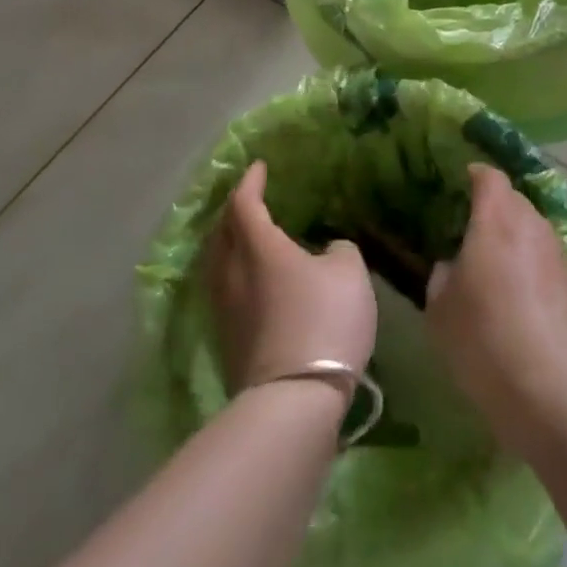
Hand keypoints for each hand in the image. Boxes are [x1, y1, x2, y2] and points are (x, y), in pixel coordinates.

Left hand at [205, 161, 376, 397]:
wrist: (295, 399)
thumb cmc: (324, 319)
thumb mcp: (349, 271)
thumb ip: (337, 249)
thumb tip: (325, 251)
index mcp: (258, 246)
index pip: (244, 203)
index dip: (250, 181)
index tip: (259, 167)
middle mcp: (232, 272)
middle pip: (221, 231)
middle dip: (234, 210)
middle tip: (251, 199)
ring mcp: (225, 309)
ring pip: (218, 263)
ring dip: (230, 243)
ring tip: (248, 237)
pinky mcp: (227, 340)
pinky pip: (224, 289)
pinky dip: (235, 272)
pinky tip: (253, 279)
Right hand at [426, 163, 566, 456]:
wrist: (551, 389)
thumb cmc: (483, 338)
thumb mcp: (440, 309)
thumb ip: (444, 275)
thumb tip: (454, 265)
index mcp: (496, 219)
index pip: (489, 177)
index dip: (476, 176)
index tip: (462, 185)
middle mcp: (533, 226)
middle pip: (515, 202)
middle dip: (497, 211)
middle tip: (476, 236)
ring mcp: (562, 255)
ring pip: (536, 233)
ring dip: (519, 243)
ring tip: (502, 275)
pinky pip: (552, 264)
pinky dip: (538, 272)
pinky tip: (528, 306)